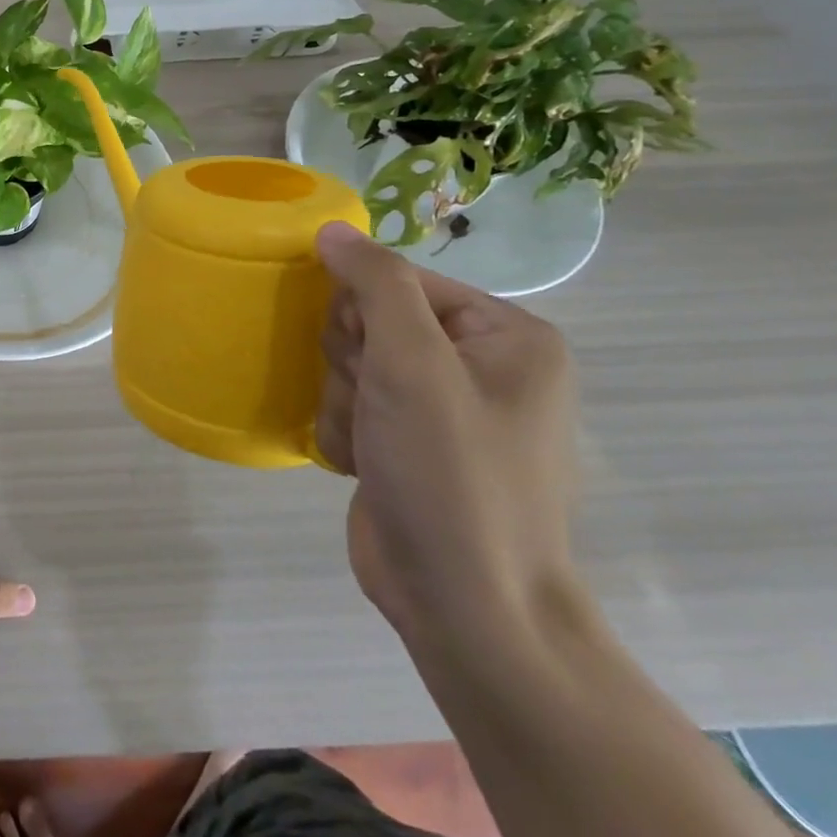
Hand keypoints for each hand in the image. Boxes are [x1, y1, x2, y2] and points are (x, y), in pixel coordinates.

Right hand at [315, 222, 581, 646]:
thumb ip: (374, 283)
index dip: (366, 314)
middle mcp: (478, 364)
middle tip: (375, 404)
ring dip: (343, 401)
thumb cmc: (451, 473)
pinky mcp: (408, 443)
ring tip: (371, 444)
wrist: (465, 606)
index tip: (370, 359)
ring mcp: (441, 407)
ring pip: (350, 364)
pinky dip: (345, 432)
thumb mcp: (412, 364)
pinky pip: (350, 405)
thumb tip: (332, 229)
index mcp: (504, 334)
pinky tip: (364, 465)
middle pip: (369, 321)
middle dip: (354, 362)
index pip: (398, 280)